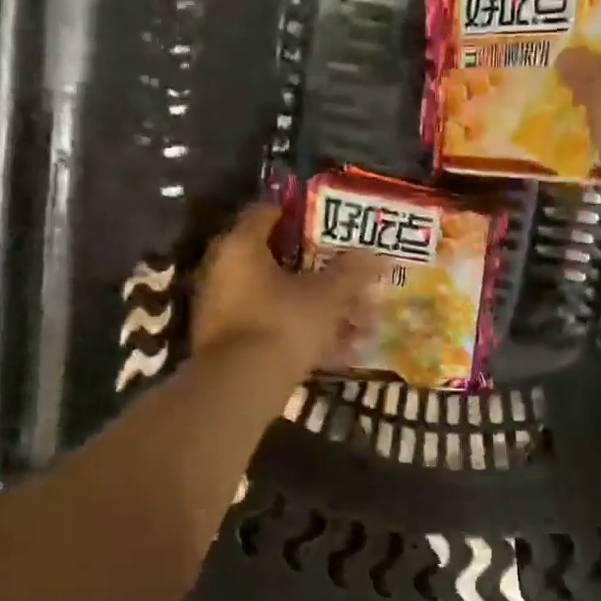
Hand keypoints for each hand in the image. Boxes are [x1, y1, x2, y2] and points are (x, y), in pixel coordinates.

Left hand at [192, 204, 384, 373]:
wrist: (240, 387)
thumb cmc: (283, 323)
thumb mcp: (327, 296)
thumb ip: (352, 273)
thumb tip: (377, 256)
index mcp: (241, 246)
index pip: (267, 212)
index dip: (299, 214)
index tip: (329, 222)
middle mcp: (224, 271)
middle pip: (278, 260)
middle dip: (320, 271)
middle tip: (351, 277)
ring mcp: (224, 309)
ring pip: (280, 299)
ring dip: (319, 308)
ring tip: (358, 322)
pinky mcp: (229, 342)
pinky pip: (274, 327)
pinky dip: (304, 333)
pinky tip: (340, 351)